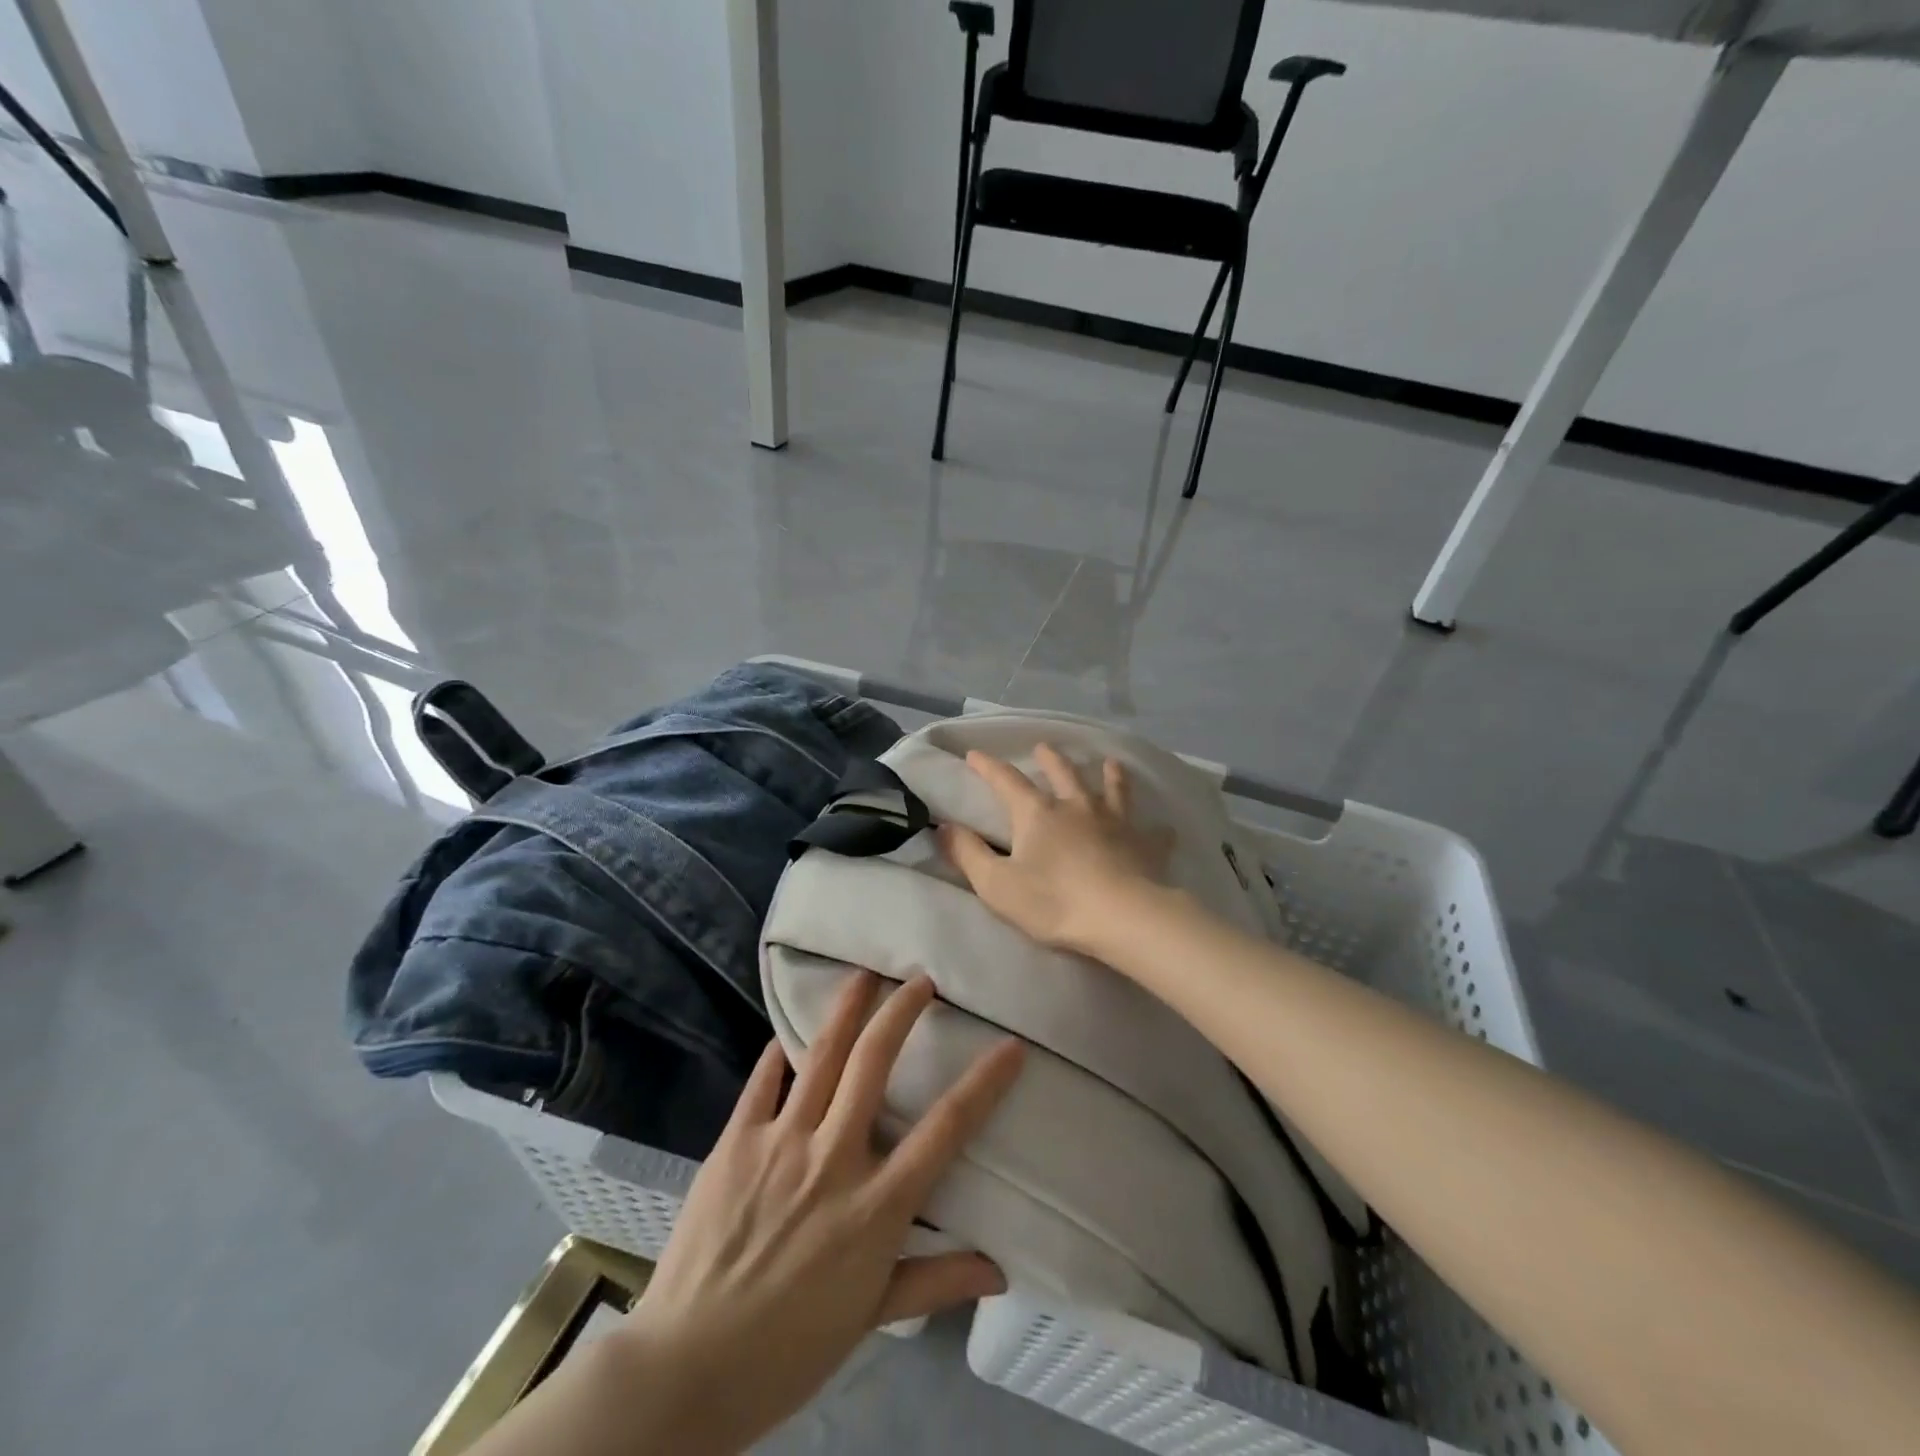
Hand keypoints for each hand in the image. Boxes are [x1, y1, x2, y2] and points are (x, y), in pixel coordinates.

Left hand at [611, 973, 1023, 1453]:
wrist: (685, 1369)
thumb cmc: (788, 1349)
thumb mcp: (871, 1317)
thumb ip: (935, 1282)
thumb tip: (1000, 1270)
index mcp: (876, 1206)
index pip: (945, 1129)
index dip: (984, 1082)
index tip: (1009, 1046)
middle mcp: (833, 1158)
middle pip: (875, 1064)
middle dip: (902, 1012)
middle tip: (920, 981)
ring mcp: (781, 1142)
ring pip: (822, 1055)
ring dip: (847, 1008)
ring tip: (865, 975)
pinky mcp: (736, 1141)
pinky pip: (762, 1081)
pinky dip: (778, 1052)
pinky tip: (787, 1031)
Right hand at [940, 745, 1171, 954]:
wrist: (1121, 917)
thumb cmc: (1053, 901)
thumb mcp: (996, 884)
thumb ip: (968, 854)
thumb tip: (944, 827)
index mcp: (1038, 813)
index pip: (1007, 781)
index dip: (988, 767)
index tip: (975, 754)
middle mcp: (1077, 807)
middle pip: (1064, 774)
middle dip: (1051, 759)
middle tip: (1046, 747)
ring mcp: (1115, 823)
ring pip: (1112, 790)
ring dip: (1110, 775)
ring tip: (1111, 763)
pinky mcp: (1144, 845)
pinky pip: (1153, 833)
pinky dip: (1156, 829)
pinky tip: (1164, 828)